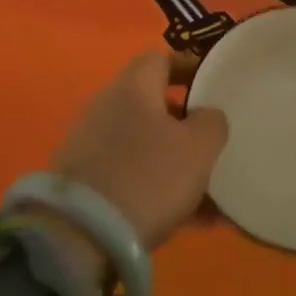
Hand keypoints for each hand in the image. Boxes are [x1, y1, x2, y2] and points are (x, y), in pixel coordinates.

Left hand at [47, 52, 229, 255]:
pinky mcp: (84, 184)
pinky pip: (131, 177)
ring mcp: (90, 146)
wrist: (80, 236)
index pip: (160, 59)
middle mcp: (106, 107)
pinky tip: (193, 222)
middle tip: (214, 141)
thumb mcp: (198, 147)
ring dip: (176, 163)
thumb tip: (207, 116)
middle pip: (152, 104)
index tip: (213, 83)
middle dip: (185, 123)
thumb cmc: (148, 177)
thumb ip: (212, 122)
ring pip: (145, 146)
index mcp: (132, 87)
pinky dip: (159, 191)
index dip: (189, 67)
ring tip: (213, 193)